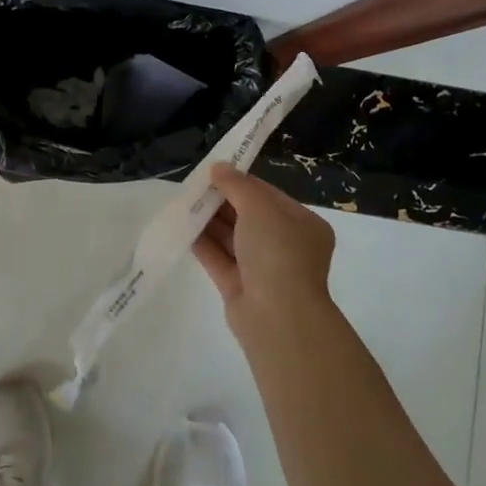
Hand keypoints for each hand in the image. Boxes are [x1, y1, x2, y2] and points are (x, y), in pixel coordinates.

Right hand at [192, 164, 336, 336]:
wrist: (277, 318)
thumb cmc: (277, 253)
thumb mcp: (260, 208)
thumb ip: (237, 185)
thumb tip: (219, 167)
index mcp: (303, 224)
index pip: (269, 196)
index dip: (240, 182)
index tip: (213, 171)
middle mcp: (286, 246)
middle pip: (249, 216)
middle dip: (221, 201)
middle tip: (193, 187)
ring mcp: (263, 269)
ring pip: (232, 238)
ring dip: (209, 221)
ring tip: (182, 203)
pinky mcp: (240, 288)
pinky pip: (220, 259)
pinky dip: (203, 244)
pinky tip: (182, 228)